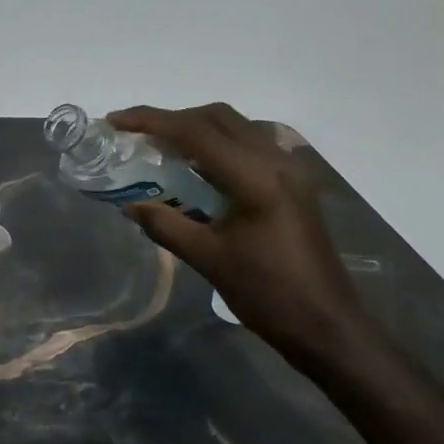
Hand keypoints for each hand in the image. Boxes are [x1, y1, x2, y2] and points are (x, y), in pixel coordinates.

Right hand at [110, 103, 366, 369]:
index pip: (195, 131)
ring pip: (236, 127)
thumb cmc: (268, 294)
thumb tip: (129, 206)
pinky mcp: (294, 183)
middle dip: (173, 119)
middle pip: (217, 117)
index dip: (151, 121)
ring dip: (197, 129)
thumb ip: (165, 225)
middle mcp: (276, 161)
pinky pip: (250, 146)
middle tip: (138, 135)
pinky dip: (218, 145)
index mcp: (255, 177)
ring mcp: (290, 170)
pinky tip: (199, 169)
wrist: (327, 326)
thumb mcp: (208, 259)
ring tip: (162, 148)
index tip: (116, 121)